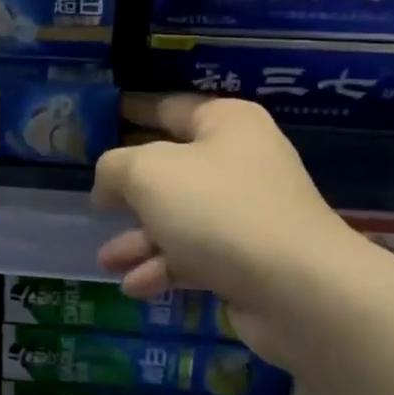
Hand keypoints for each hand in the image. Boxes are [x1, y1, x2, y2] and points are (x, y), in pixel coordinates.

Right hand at [91, 95, 368, 360]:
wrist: (296, 287)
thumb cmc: (217, 210)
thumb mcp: (147, 174)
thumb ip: (115, 167)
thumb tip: (109, 183)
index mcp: (226, 124)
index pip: (169, 108)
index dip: (134, 111)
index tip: (105, 116)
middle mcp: (240, 162)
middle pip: (172, 170)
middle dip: (130, 193)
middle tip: (97, 205)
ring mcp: (247, 213)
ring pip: (180, 219)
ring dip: (140, 240)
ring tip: (107, 261)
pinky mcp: (249, 259)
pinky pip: (196, 255)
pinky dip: (165, 268)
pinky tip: (134, 286)